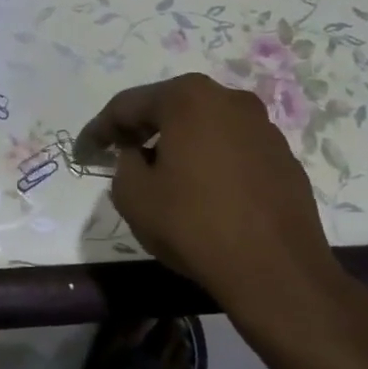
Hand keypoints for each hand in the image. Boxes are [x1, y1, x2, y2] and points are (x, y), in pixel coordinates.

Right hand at [77, 74, 363, 323]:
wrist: (275, 269)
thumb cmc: (193, 224)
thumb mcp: (133, 196)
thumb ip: (124, 164)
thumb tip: (138, 156)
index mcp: (188, 99)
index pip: (128, 105)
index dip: (100, 129)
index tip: (84, 150)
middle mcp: (229, 99)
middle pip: (171, 107)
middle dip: (141, 128)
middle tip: (118, 152)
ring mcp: (263, 127)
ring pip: (205, 126)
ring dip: (178, 143)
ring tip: (160, 172)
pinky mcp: (283, 157)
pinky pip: (232, 149)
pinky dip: (210, 161)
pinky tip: (201, 190)